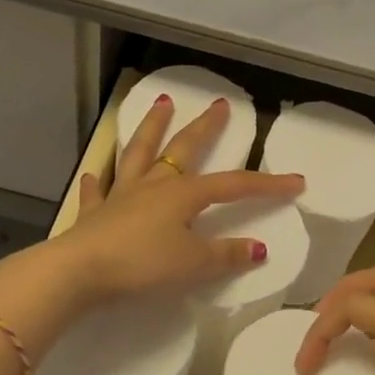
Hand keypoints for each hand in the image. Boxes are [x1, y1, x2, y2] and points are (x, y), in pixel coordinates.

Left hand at [49, 92, 303, 304]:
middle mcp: (155, 185)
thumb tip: (259, 248)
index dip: (267, 184)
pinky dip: (99, 182)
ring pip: (140, 153)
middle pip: (184, 148)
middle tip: (219, 104)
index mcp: (184, 194)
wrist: (78, 271)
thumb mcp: (193, 265)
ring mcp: (122, 195)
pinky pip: (98, 192)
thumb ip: (226, 255)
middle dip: (205, 126)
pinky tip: (95, 174)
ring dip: (152, 128)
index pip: (234, 185)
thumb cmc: (142, 265)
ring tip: (160, 103)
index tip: (296, 181)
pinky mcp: (95, 213)